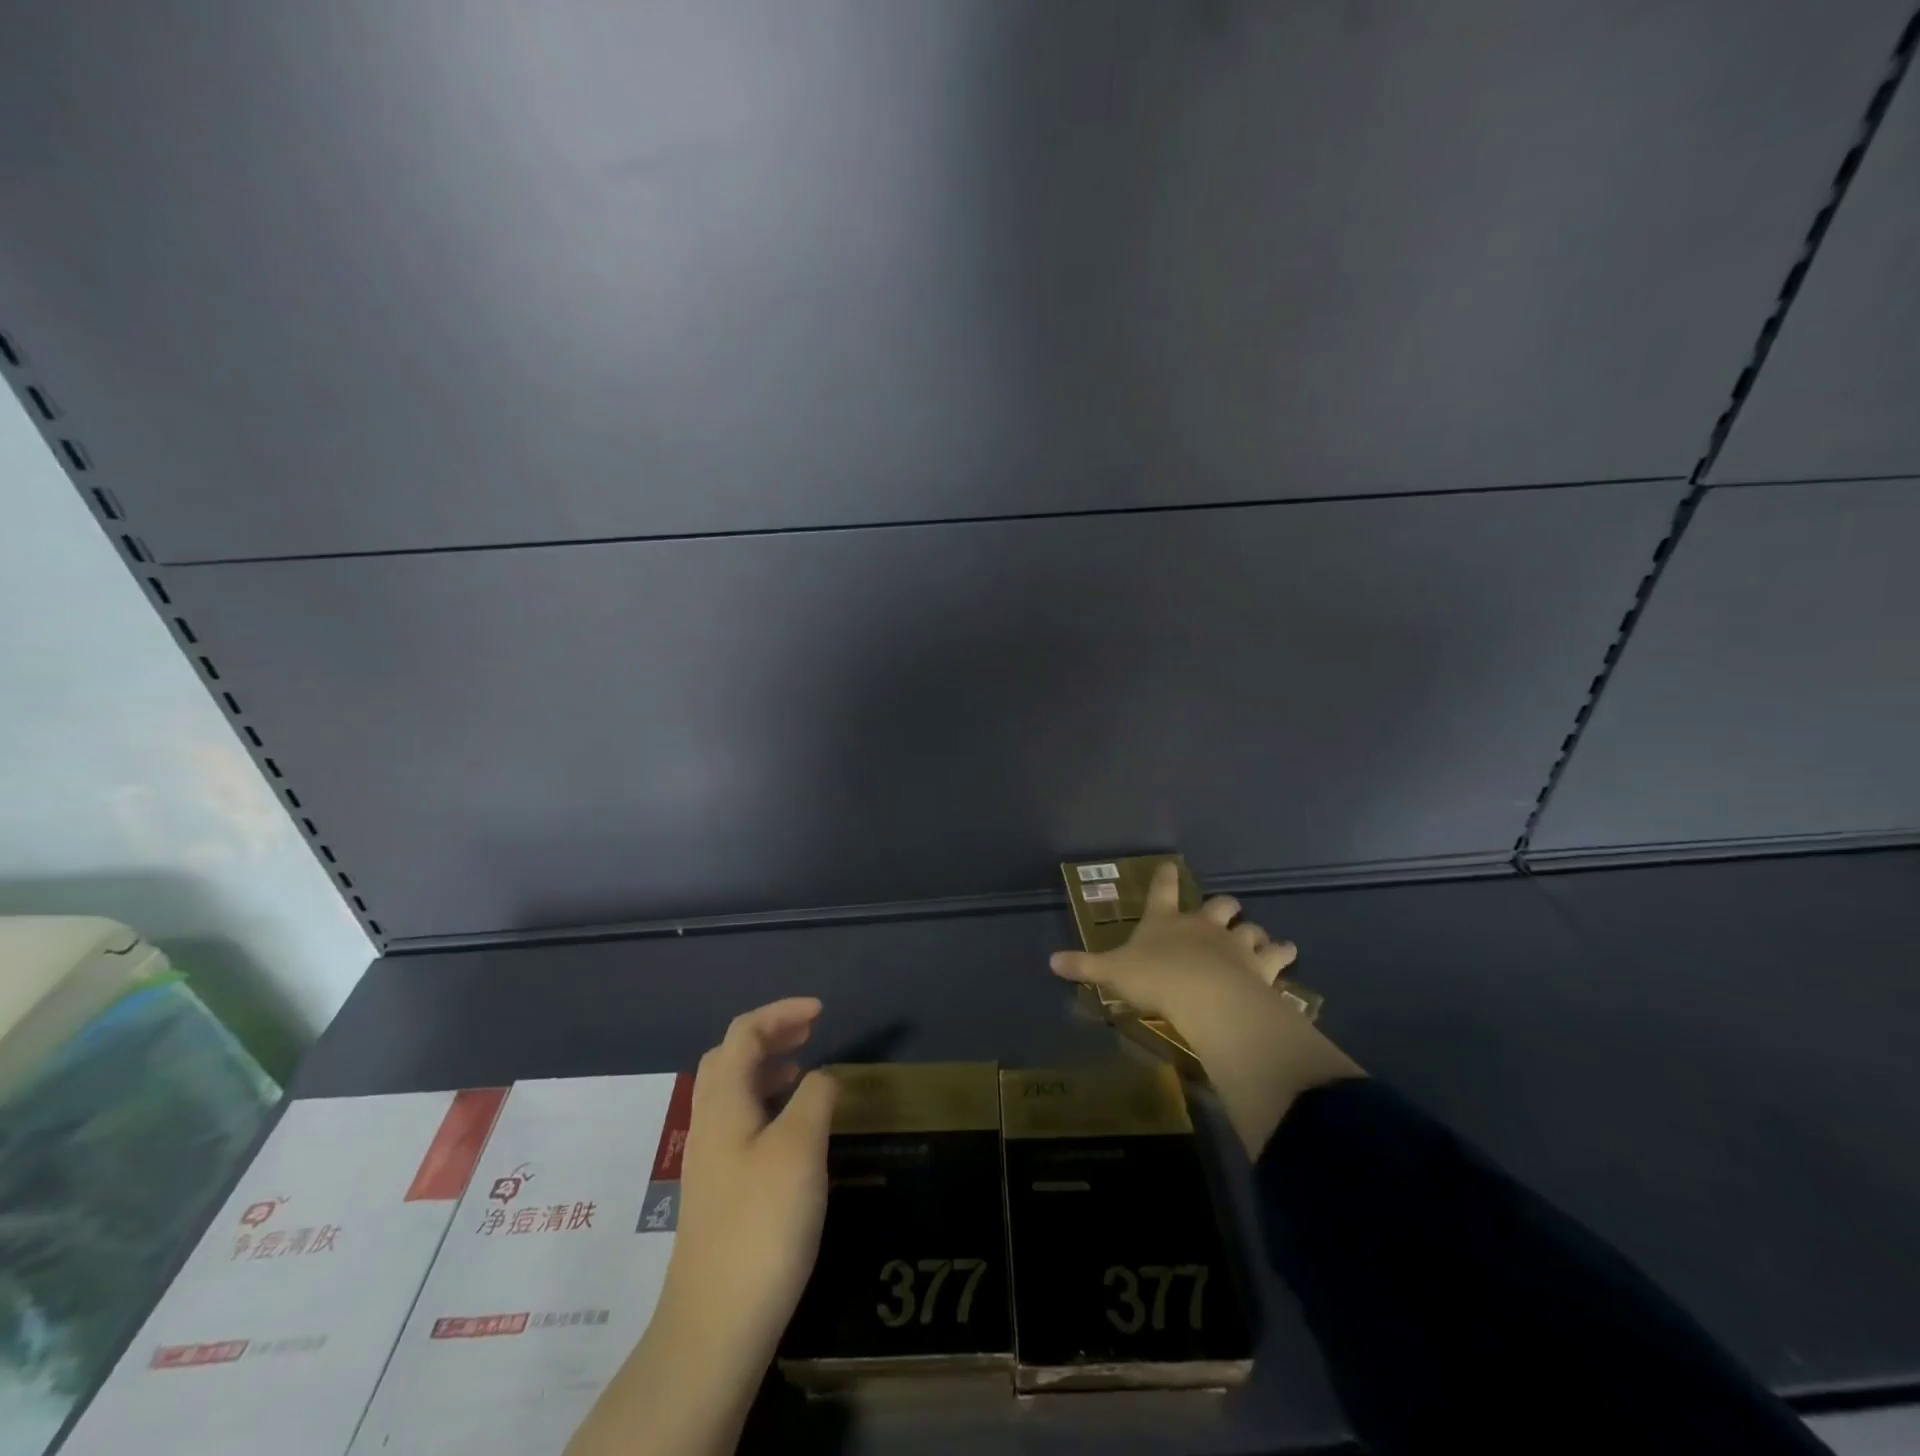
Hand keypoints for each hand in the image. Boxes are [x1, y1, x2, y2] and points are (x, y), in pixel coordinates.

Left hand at [666, 997, 838, 1356]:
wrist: (716, 1324)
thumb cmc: (761, 1223)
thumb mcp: (800, 1148)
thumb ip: (815, 1097)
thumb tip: (823, 1076)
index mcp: (723, 1101)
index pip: (744, 1033)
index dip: (781, 1012)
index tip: (821, 1011)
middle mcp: (710, 1121)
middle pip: (731, 1056)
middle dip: (770, 1034)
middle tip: (810, 1030)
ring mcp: (711, 1157)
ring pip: (734, 1090)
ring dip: (767, 1066)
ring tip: (804, 1068)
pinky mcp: (720, 1188)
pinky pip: (741, 1120)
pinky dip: (768, 1102)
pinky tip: (793, 1126)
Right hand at [1050, 864, 1298, 1020]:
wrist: (1205, 996)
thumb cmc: (1155, 979)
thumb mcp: (1112, 973)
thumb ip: (1084, 966)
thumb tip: (1050, 962)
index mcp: (1166, 921)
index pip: (1163, 891)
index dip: (1164, 878)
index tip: (1169, 866)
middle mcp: (1203, 925)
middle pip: (1220, 904)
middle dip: (1223, 907)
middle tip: (1224, 912)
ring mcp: (1235, 942)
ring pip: (1252, 928)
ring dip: (1256, 933)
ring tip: (1261, 940)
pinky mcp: (1261, 964)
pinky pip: (1279, 954)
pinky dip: (1283, 955)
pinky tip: (1287, 956)